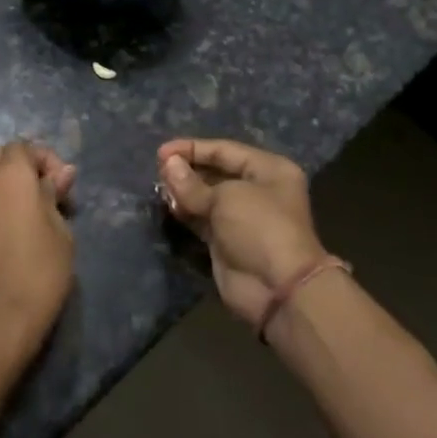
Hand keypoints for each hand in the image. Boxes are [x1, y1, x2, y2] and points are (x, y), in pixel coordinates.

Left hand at [0, 141, 77, 350]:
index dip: (47, 159)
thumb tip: (62, 173)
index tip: (65, 186)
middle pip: (3, 156)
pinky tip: (24, 225)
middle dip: (28, 166)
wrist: (0, 315)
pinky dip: (4, 200)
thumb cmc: (40, 267)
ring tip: (41, 210)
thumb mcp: (60, 227)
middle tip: (53, 192)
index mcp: (10, 174)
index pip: (24, 147)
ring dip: (15, 183)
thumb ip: (55, 193)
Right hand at [158, 138, 325, 328]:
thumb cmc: (259, 228)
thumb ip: (192, 183)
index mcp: (268, 170)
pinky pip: (202, 219)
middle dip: (187, 170)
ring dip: (183, 191)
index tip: (161, 152)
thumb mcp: (226, 198)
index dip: (192, 148)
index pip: (225, 150)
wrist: (278, 289)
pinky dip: (185, 212)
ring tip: (158, 187)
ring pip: (206, 196)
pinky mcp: (226, 241)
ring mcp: (241, 217)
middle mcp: (257, 190)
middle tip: (158, 170)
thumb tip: (168, 164)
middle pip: (215, 172)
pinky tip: (168, 205)